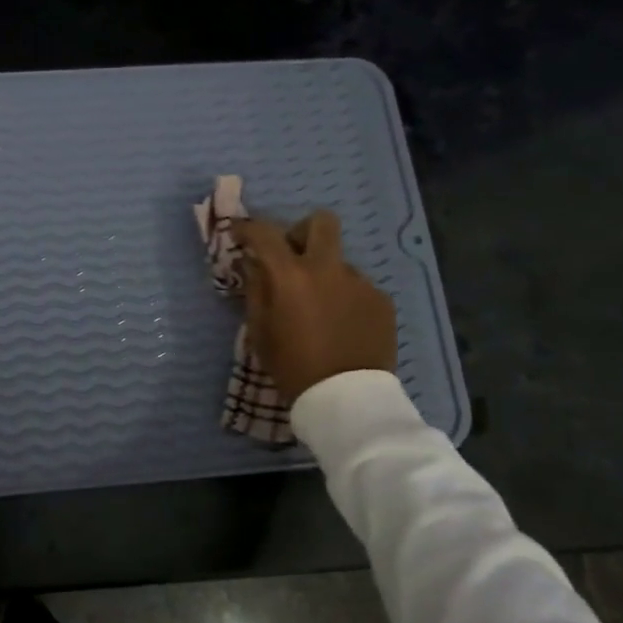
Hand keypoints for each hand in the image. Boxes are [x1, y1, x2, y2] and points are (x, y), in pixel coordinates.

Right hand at [233, 211, 395, 401]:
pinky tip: (340, 326)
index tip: (240, 234)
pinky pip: (356, 288)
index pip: (265, 233)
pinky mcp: (381, 301)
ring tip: (318, 310)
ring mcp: (360, 283)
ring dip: (324, 275)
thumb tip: (254, 263)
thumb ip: (256, 289)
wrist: (347, 399)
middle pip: (320, 223)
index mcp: (291, 275)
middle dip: (301, 231)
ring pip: (338, 262)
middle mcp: (328, 269)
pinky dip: (344, 298)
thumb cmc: (292, 366)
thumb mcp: (260, 331)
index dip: (248, 228)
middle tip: (291, 257)